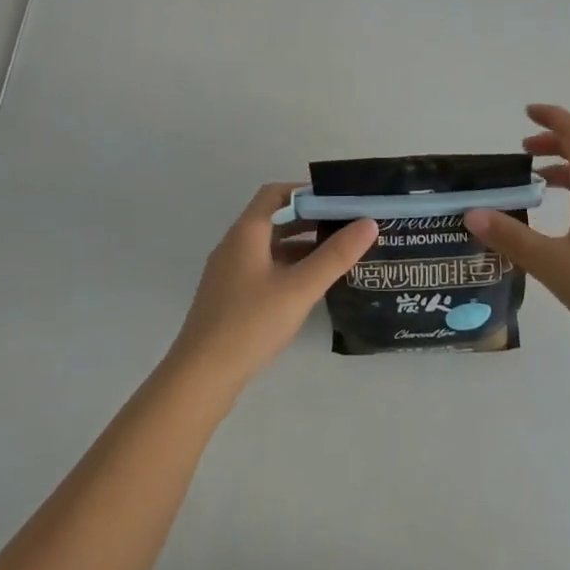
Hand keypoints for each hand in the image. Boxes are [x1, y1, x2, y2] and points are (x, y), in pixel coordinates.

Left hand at [168, 183, 378, 390]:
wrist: (200, 378)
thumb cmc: (250, 324)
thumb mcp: (299, 288)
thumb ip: (335, 255)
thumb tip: (369, 222)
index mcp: (246, 233)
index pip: (276, 193)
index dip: (307, 192)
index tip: (338, 201)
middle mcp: (235, 245)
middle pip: (275, 218)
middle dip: (310, 218)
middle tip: (346, 226)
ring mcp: (230, 272)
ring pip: (270, 246)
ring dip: (301, 244)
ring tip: (337, 254)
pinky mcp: (230, 296)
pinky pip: (264, 268)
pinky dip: (288, 266)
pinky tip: (310, 285)